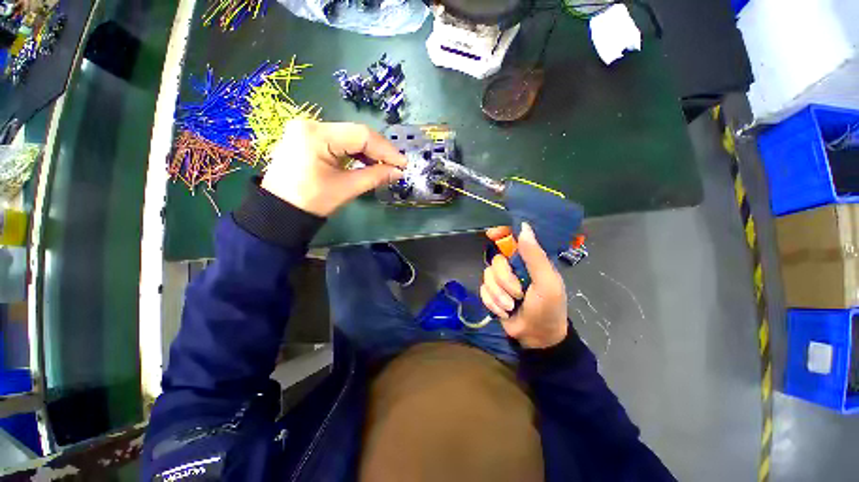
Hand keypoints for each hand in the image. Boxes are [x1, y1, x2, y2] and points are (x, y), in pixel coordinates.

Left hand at [261, 120, 405, 216]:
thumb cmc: (311, 201)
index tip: (403, 164)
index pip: (361, 135)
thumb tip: (399, 171)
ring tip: (384, 166)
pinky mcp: (308, 138)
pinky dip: (356, 152)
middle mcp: (311, 124)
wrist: (280, 211)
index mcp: (316, 135)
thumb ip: (375, 176)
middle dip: (379, 150)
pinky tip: (366, 162)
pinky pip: (339, 141)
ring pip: (349, 136)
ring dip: (369, 151)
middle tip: (396, 166)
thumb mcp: (346, 188)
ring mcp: (308, 129)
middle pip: (355, 133)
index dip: (386, 149)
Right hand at [480, 222, 567, 348]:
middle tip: (518, 294)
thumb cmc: (548, 308)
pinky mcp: (492, 294)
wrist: (537, 337)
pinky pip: (483, 290)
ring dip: (499, 295)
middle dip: (505, 281)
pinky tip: (504, 311)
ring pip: (487, 276)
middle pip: (496, 261)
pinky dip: (492, 303)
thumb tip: (523, 227)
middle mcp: (512, 267)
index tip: (491, 234)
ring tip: (511, 307)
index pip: (512, 239)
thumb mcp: (547, 282)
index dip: (500, 233)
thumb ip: (535, 256)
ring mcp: (501, 281)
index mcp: (528, 260)